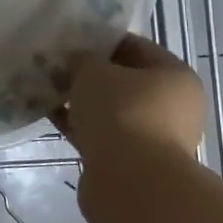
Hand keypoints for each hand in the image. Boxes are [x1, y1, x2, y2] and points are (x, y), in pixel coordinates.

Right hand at [56, 35, 208, 222]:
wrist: (130, 183)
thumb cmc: (121, 112)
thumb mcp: (93, 72)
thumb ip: (82, 59)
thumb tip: (76, 59)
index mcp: (175, 77)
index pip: (136, 47)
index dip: (102, 40)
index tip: (71, 39)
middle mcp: (172, 107)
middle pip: (124, 81)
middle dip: (89, 73)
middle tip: (56, 64)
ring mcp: (153, 137)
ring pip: (110, 109)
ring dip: (81, 100)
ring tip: (47, 87)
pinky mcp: (131, 162)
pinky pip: (101, 134)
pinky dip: (78, 124)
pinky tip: (49, 113)